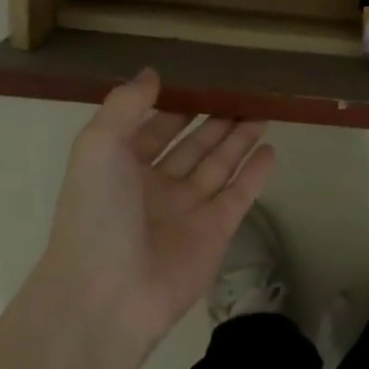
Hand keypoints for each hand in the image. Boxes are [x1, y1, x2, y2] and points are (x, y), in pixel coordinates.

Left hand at [33, 70, 274, 351]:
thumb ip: (125, 104)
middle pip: (192, 145)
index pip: (154, 129)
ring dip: (239, 139)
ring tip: (263, 111)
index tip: (202, 80)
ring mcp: (188, 210)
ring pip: (219, 165)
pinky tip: (270, 148)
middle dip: (214, 120)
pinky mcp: (216, 231)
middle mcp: (156, 187)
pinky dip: (255, 172)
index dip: (175, 105)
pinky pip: (239, 194)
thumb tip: (153, 73)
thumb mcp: (98, 145)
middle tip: (244, 93)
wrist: (109, 294)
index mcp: (121, 168)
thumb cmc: (97, 212)